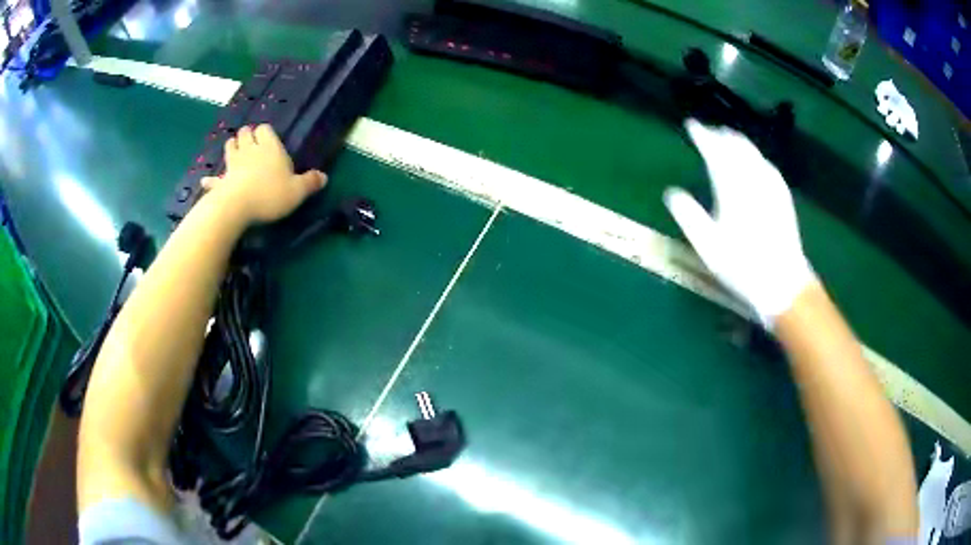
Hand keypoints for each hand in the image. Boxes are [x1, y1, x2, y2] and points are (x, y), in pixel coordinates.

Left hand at [201, 124, 326, 223]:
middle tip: (251, 144)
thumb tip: (324, 177)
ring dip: (232, 147)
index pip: (265, 128)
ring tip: (235, 153)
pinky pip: (214, 178)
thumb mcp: (297, 191)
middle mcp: (250, 150)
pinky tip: (206, 181)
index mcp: (270, 147)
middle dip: (247, 135)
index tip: (268, 140)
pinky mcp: (221, 180)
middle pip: (245, 133)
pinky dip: (211, 179)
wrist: (238, 206)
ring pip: (230, 146)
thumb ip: (310, 182)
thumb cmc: (270, 194)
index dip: (265, 132)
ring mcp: (233, 164)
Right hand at [664, 120, 814, 326]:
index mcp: (733, 188)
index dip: (702, 135)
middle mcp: (753, 180)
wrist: (783, 283)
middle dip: (720, 135)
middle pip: (736, 146)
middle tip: (708, 132)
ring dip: (738, 142)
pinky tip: (756, 160)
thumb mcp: (708, 247)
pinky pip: (767, 165)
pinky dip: (756, 156)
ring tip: (727, 139)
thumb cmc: (742, 267)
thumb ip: (689, 216)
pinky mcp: (783, 197)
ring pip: (753, 153)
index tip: (691, 125)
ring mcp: (771, 187)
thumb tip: (672, 193)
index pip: (715, 151)